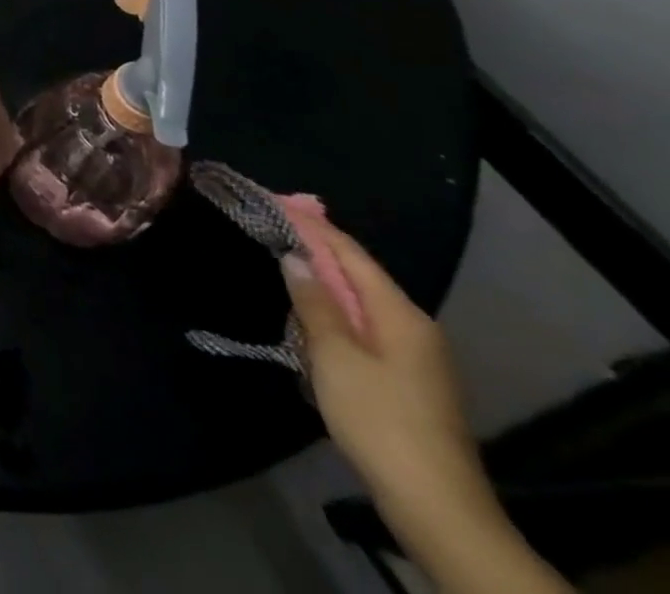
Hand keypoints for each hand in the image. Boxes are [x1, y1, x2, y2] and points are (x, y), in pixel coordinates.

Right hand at [284, 220, 491, 521]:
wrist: (436, 506)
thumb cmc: (379, 419)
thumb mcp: (335, 355)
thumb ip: (314, 302)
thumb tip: (295, 257)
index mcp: (400, 314)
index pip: (349, 252)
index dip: (311, 224)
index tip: (274, 199)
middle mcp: (413, 327)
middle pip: (356, 275)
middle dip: (314, 250)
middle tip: (270, 225)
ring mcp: (415, 358)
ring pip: (359, 304)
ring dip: (321, 285)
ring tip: (280, 265)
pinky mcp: (407, 382)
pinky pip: (363, 331)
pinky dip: (332, 315)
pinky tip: (306, 320)